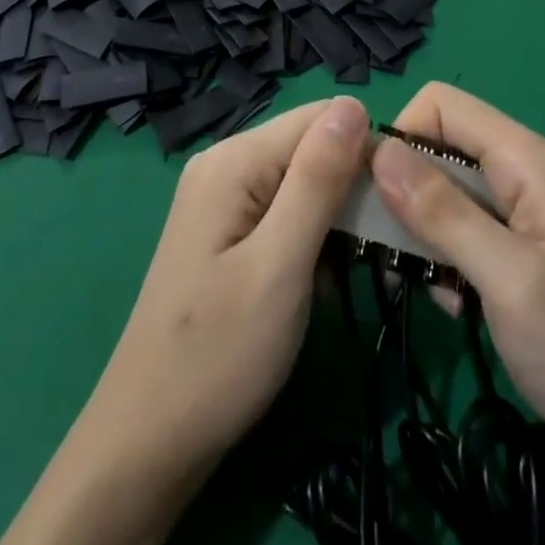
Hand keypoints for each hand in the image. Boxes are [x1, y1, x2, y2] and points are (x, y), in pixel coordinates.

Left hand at [0, 95, 369, 544]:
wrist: (149, 440)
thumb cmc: (219, 354)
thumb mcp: (280, 264)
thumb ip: (318, 179)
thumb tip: (354, 104)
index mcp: (236, 158)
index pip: (323, 118)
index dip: (366, 154)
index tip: (395, 210)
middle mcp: (225, 162)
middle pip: (312, 147)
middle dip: (351, 190)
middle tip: (379, 252)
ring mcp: (221, 196)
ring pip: (303, 181)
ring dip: (336, 219)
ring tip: (355, 270)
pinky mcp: (225, 229)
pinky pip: (284, 210)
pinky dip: (311, 238)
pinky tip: (321, 280)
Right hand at [370, 81, 544, 484]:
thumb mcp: (508, 278)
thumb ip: (442, 211)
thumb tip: (377, 151)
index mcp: (526, 159)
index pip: (442, 105)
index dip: (403, 136)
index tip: (376, 194)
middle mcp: (519, 172)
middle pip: (438, 145)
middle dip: (404, 188)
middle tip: (387, 247)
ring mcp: (518, 212)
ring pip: (442, 190)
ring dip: (421, 231)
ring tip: (424, 284)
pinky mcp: (513, 250)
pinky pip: (457, 230)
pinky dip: (442, 259)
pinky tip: (452, 305)